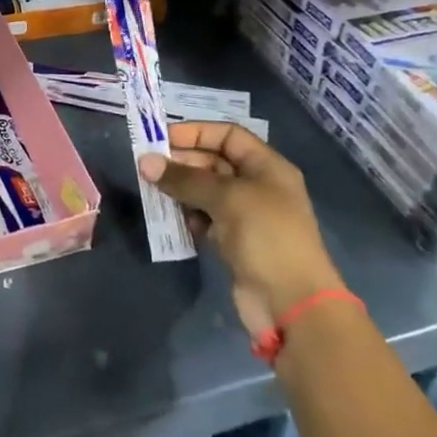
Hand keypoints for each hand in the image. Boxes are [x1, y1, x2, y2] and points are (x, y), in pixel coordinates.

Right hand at [139, 122, 344, 337]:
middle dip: (182, 162)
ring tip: (154, 192)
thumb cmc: (267, 237)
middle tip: (148, 168)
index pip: (228, 135)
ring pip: (205, 191)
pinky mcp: (234, 241)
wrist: (292, 304)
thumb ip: (184, 178)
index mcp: (267, 167)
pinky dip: (188, 216)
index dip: (196, 133)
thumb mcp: (226, 199)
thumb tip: (145, 162)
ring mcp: (246, 215)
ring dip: (180, 190)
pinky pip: (205, 218)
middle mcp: (257, 186)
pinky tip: (174, 221)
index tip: (162, 139)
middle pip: (214, 161)